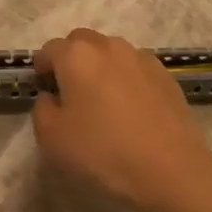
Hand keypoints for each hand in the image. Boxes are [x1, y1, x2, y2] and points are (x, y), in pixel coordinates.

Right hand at [30, 29, 211, 211]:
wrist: (169, 169)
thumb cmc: (102, 152)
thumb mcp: (51, 138)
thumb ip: (42, 109)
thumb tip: (52, 97)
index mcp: (77, 56)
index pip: (50, 49)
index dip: (42, 67)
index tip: (43, 89)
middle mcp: (109, 47)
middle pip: (82, 42)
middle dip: (71, 59)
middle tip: (70, 92)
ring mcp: (142, 59)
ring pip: (112, 52)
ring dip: (101, 67)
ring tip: (103, 100)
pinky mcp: (166, 76)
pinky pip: (136, 68)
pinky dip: (127, 79)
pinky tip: (130, 109)